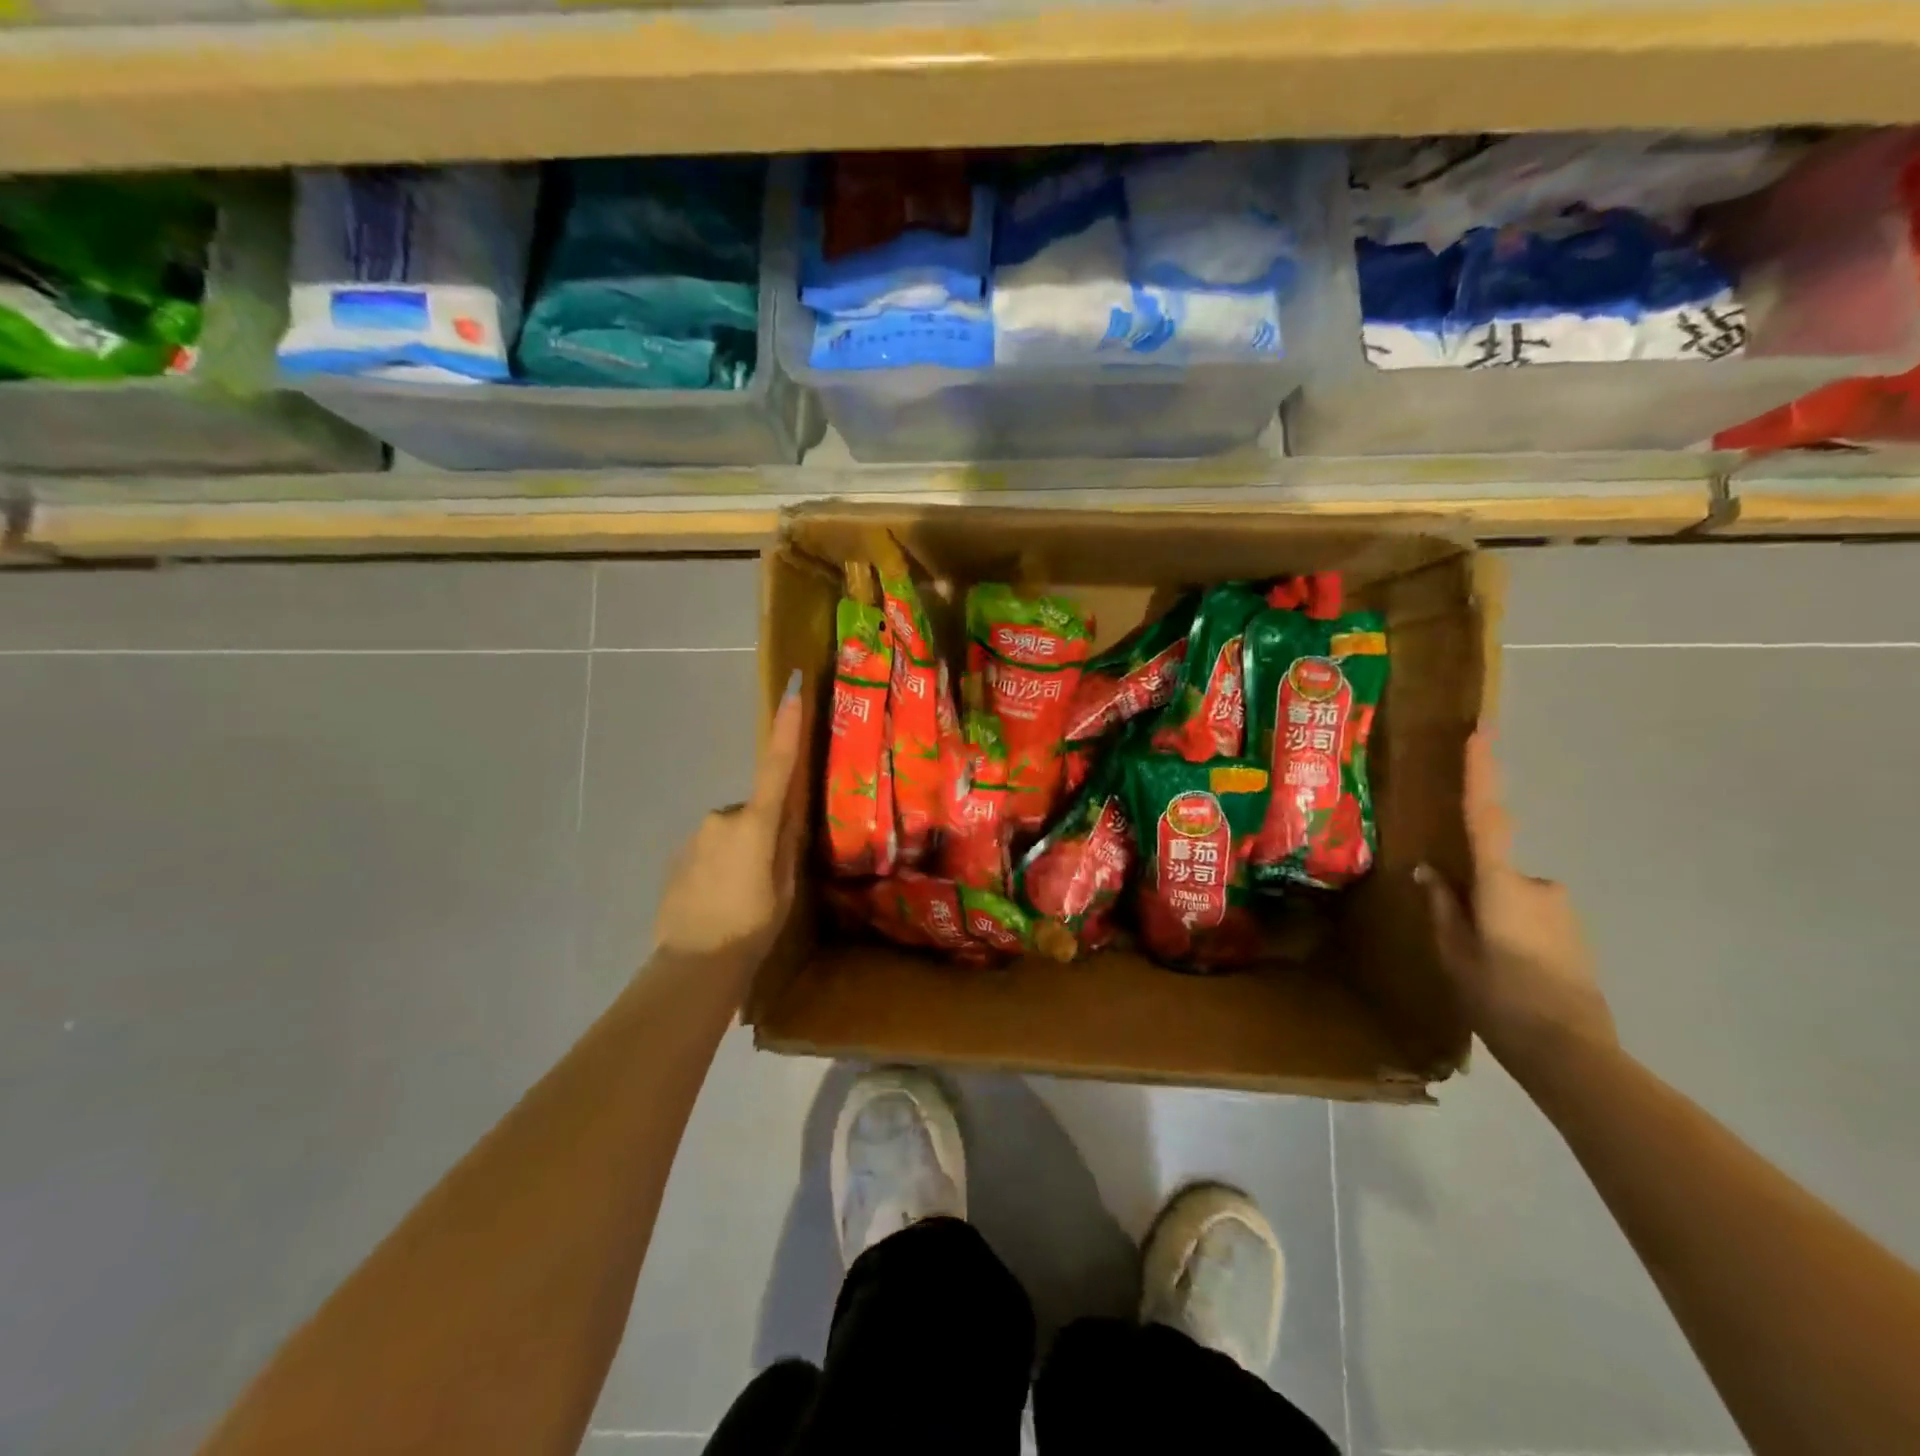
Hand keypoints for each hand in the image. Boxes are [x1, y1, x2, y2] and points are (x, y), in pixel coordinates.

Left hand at [652, 673, 805, 970]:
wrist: (695, 963)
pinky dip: (719, 866)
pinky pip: (709, 850)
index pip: (778, 766)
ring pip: (729, 833)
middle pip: (752, 812)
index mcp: (755, 824)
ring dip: (739, 853)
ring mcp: (695, 837)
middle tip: (767, 875)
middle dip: (761, 831)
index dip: (788, 726)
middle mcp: (721, 818)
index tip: (793, 686)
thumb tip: (788, 815)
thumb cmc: (752, 926)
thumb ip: (786, 845)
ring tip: (741, 896)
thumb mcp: (784, 887)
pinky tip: (720, 900)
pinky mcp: (678, 856)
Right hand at [1418, 733, 1616, 1071]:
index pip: (1485, 817)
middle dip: (1474, 897)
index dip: (1482, 772)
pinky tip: (1508, 976)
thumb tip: (1429, 871)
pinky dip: (1512, 935)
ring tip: (1487, 970)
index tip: (1480, 732)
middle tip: (1466, 941)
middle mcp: (1537, 885)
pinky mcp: (1574, 931)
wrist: (1574, 1054)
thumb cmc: (1500, 999)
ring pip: (1510, 898)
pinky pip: (1529, 916)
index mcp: (1500, 885)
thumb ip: (1443, 906)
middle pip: (1491, 871)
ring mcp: (1560, 908)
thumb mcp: (1454, 953)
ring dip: (1493, 920)